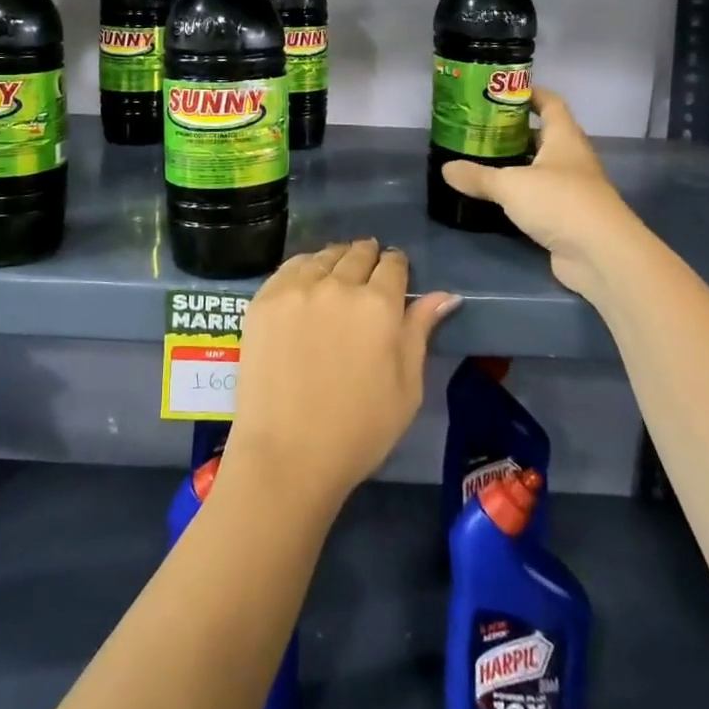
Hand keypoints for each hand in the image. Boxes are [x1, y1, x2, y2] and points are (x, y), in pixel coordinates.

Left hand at [221, 240, 459, 514]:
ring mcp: (297, 289)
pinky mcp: (265, 299)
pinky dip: (305, 268)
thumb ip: (420, 331)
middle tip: (367, 275)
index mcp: (379, 305)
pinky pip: (291, 267)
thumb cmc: (359, 430)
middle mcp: (338, 285)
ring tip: (337, 275)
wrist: (287, 454)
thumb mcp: (407, 387)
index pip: (393, 265)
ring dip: (337, 260)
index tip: (395, 275)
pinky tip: (308, 282)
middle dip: (368, 258)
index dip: (397, 266)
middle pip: (358, 253)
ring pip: (324, 256)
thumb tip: (444, 294)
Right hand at [440, 88, 629, 299]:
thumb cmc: (559, 202)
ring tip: (480, 160)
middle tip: (479, 129)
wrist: (601, 255)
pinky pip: (539, 197)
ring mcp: (572, 189)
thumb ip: (478, 176)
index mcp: (564, 138)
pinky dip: (520, 195)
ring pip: (539, 168)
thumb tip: (446, 169)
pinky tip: (496, 198)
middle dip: (513, 131)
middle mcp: (571, 159)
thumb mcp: (510, 185)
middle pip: (542, 136)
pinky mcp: (567, 217)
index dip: (529, 93)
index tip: (501, 90)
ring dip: (515, 164)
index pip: (550, 103)